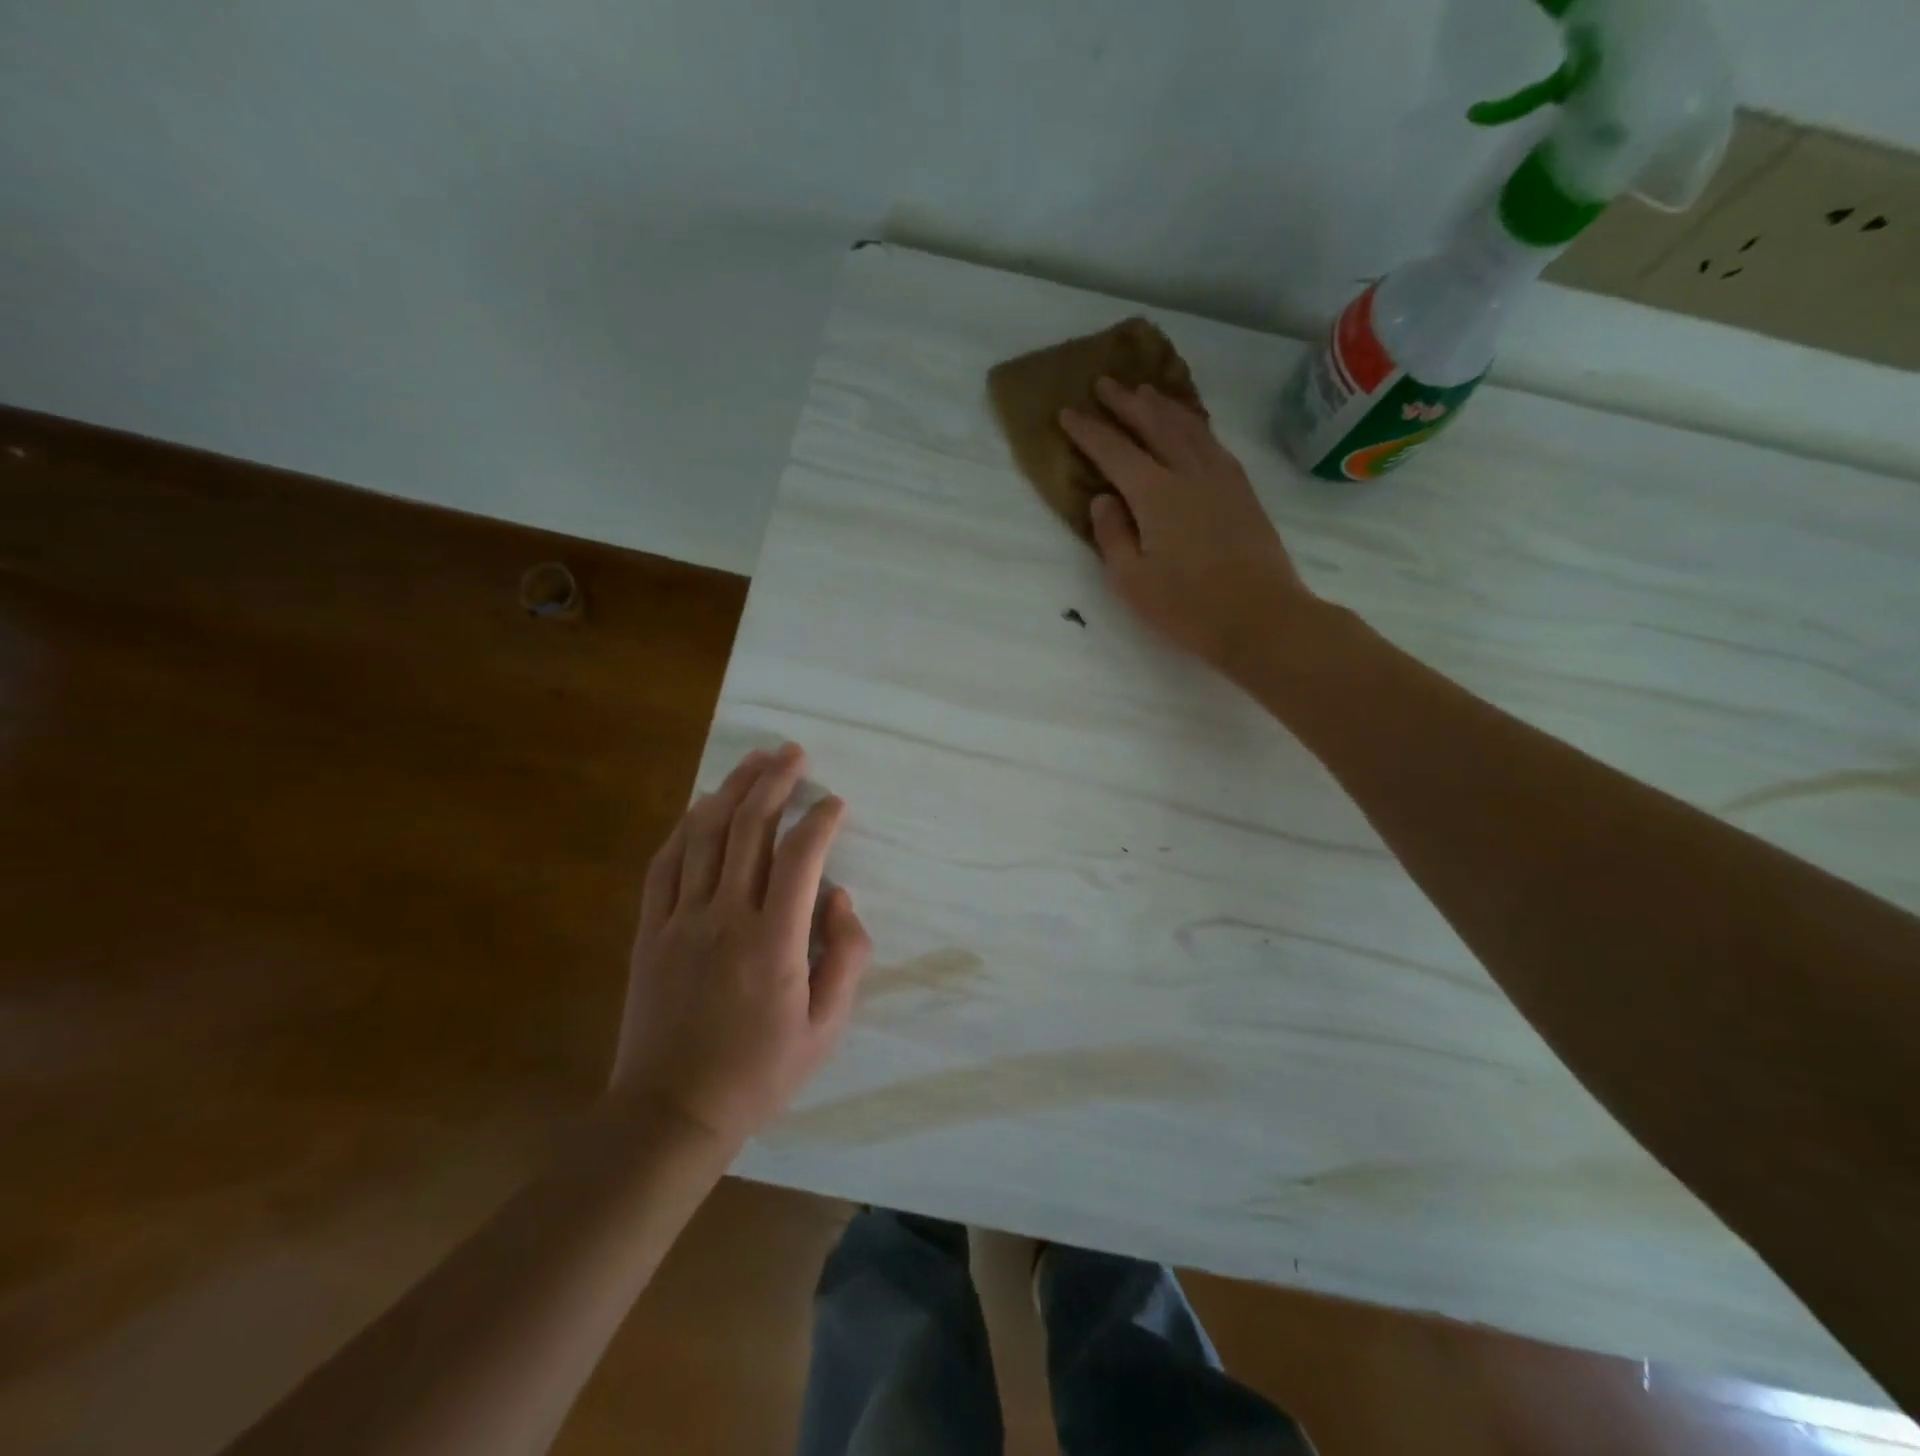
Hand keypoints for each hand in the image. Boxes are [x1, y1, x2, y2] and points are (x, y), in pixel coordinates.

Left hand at [610, 744, 870, 1146]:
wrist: (672, 1112)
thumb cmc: (759, 1073)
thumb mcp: (826, 1029)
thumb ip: (846, 957)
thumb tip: (841, 898)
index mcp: (775, 940)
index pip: (801, 856)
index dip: (821, 820)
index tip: (836, 804)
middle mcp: (727, 916)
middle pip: (750, 828)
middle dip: (775, 782)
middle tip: (794, 753)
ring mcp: (681, 919)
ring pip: (705, 835)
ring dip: (731, 790)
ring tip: (754, 760)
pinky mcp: (650, 930)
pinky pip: (665, 864)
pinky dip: (684, 827)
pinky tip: (700, 806)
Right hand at [1060, 378, 1315, 678]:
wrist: (1260, 617)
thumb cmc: (1187, 607)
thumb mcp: (1131, 581)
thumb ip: (1112, 535)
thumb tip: (1103, 500)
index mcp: (1156, 494)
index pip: (1115, 452)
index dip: (1089, 431)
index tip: (1068, 413)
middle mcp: (1190, 473)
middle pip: (1154, 425)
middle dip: (1126, 403)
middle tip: (1104, 384)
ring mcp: (1222, 478)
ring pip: (1189, 427)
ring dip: (1163, 406)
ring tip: (1145, 392)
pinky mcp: (1243, 490)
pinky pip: (1213, 441)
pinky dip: (1194, 424)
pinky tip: (1189, 426)